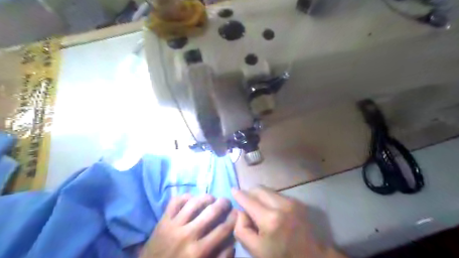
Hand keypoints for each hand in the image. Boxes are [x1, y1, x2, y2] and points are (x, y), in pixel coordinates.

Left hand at [142, 194, 235, 256]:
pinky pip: (175, 201)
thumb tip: (232, 242)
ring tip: (211, 198)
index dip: (233, 218)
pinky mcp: (163, 220)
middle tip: (226, 201)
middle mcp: (187, 235)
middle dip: (223, 204)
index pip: (222, 229)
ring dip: (206, 197)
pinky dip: (185, 196)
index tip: (237, 212)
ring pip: (194, 203)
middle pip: (211, 212)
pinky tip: (191, 199)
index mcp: (198, 251)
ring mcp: (173, 225)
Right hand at [232, 186, 346, 257]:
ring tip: (259, 208)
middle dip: (249, 193)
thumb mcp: (255, 250)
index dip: (239, 194)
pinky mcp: (298, 201)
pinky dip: (270, 199)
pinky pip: (277, 194)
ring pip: (268, 190)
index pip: (248, 199)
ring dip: (260, 196)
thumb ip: (241, 229)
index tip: (233, 190)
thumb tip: (240, 211)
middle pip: (258, 189)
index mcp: (270, 219)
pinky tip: (271, 210)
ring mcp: (292, 201)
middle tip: (246, 203)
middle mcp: (281, 204)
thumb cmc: (282, 256)